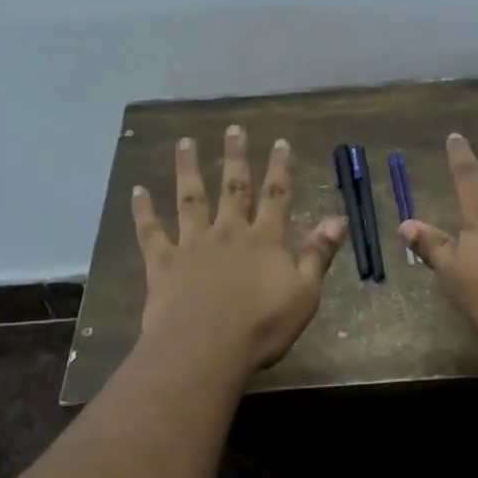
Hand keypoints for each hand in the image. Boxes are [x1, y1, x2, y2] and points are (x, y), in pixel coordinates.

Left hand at [134, 127, 348, 373]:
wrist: (206, 347)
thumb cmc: (262, 326)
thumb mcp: (304, 293)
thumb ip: (318, 254)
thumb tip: (338, 219)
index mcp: (264, 240)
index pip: (276, 196)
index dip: (280, 168)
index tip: (280, 141)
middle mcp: (228, 232)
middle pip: (233, 188)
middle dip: (235, 157)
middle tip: (233, 129)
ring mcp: (192, 245)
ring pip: (190, 199)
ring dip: (188, 169)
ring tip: (185, 142)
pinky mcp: (163, 263)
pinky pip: (151, 231)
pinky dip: (143, 210)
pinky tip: (138, 190)